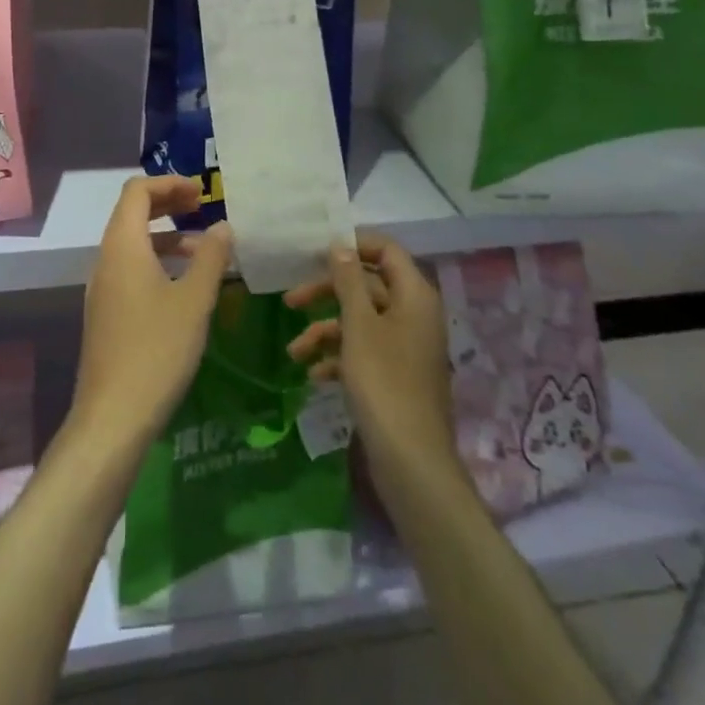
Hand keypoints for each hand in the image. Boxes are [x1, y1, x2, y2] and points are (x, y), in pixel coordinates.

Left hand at [70, 176, 232, 452]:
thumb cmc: (157, 350)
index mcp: (122, 246)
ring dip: (166, 237)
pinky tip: (184, 288)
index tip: (202, 192)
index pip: (137, 191)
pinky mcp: (106, 313)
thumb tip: (223, 227)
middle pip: (132, 213)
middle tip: (203, 209)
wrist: (112, 416)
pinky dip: (157, 262)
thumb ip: (211, 258)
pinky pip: (130, 270)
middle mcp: (106, 259)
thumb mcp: (194, 301)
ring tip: (204, 251)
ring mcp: (103, 288)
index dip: (169, 183)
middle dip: (168, 205)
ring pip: (133, 244)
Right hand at [284, 233, 457, 486]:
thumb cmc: (383, 381)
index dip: (353, 246)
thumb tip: (340, 245)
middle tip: (290, 301)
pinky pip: (364, 352)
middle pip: (367, 286)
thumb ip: (348, 281)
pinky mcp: (396, 375)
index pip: (386, 250)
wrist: (411, 459)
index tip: (316, 252)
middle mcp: (414, 314)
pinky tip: (314, 376)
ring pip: (361, 321)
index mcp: (414, 295)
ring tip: (294, 353)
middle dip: (327, 293)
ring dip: (325, 332)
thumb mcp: (359, 325)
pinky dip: (339, 358)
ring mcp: (406, 346)